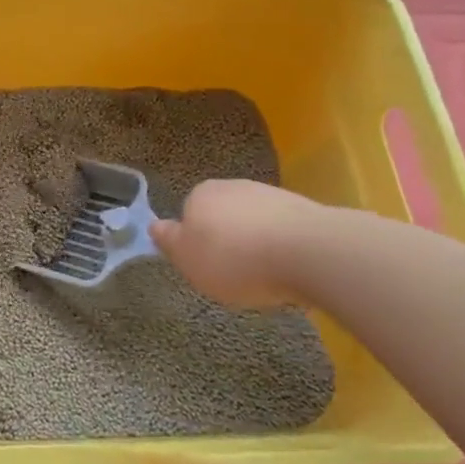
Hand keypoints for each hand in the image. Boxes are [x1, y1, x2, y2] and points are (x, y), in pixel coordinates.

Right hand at [148, 178, 329, 308]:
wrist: (310, 252)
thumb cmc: (235, 259)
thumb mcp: (188, 260)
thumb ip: (168, 241)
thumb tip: (155, 225)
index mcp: (199, 194)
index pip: (188, 214)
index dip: (194, 242)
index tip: (204, 266)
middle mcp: (233, 186)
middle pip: (221, 216)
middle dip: (226, 240)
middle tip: (232, 274)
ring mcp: (271, 195)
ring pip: (253, 222)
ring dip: (256, 244)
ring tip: (264, 276)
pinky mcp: (304, 210)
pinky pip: (282, 231)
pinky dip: (282, 248)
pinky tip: (289, 270)